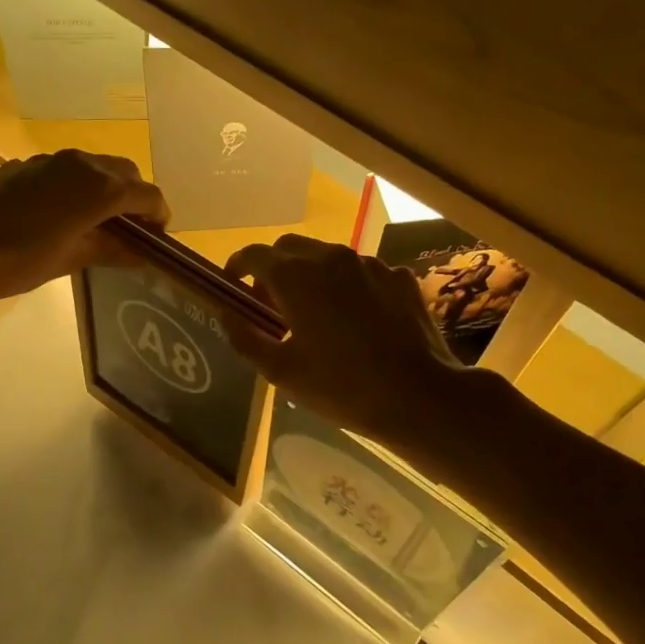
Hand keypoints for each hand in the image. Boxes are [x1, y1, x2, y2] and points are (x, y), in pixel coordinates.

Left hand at [0, 149, 169, 306]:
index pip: (147, 194)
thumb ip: (110, 249)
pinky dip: (79, 186)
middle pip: (125, 172)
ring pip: (95, 166)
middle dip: (135, 197)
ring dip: (107, 188)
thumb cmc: (16, 260)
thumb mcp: (70, 260)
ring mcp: (51, 161)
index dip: (159, 215)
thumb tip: (140, 252)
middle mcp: (81, 164)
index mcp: (100, 188)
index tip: (157, 237)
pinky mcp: (26, 165)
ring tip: (99, 222)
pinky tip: (63, 214)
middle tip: (132, 229)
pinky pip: (67, 170)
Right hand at [225, 235, 475, 451]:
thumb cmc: (341, 386)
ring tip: (315, 314)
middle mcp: (330, 257)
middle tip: (272, 304)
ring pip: (327, 257)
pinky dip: (347, 287)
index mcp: (296, 277)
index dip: (237, 266)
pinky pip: (362, 272)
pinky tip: (356, 320)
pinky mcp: (398, 277)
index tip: (232, 286)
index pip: (254, 254)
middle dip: (273, 269)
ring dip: (311, 276)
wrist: (419, 395)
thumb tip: (226, 313)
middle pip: (290, 248)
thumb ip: (245, 337)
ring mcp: (369, 264)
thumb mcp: (281, 371)